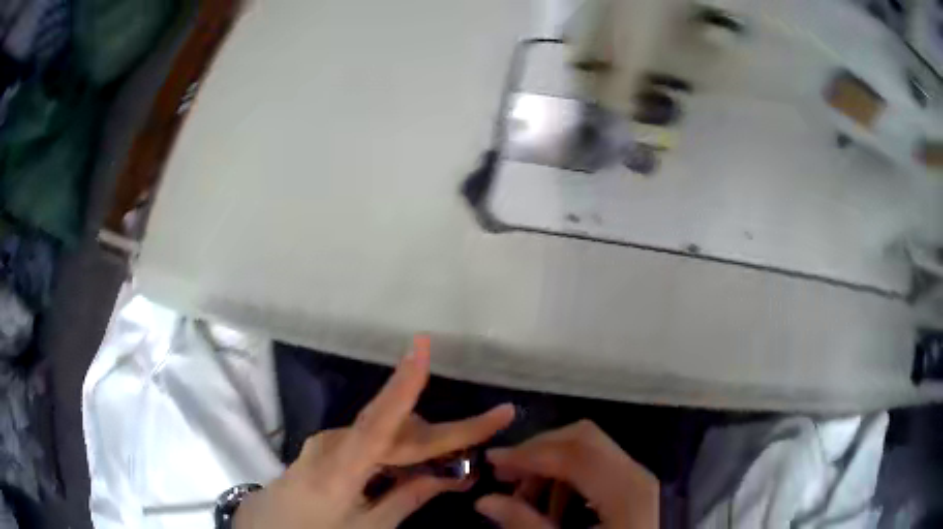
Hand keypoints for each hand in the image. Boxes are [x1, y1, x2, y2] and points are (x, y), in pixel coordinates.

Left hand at [234, 335, 514, 528]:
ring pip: (386, 434)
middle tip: (493, 423)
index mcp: (341, 468)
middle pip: (397, 429)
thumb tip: (450, 479)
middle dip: (445, 432)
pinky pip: (371, 441)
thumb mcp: (368, 527)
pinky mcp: (327, 446)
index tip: (423, 347)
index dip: (403, 385)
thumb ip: (407, 499)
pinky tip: (414, 468)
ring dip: (422, 445)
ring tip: (454, 463)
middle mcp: (335, 443)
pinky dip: (398, 451)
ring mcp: (328, 442)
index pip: (379, 422)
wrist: (265, 526)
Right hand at [476, 420, 657, 528]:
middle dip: (538, 450)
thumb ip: (526, 525)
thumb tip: (486, 501)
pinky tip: (552, 503)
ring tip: (525, 494)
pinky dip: (567, 475)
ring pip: (589, 448)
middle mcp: (635, 473)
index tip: (491, 461)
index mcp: (624, 490)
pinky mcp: (634, 485)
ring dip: (551, 464)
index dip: (528, 453)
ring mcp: (637, 477)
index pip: (573, 453)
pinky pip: (597, 465)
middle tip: (506, 473)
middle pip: (582, 438)